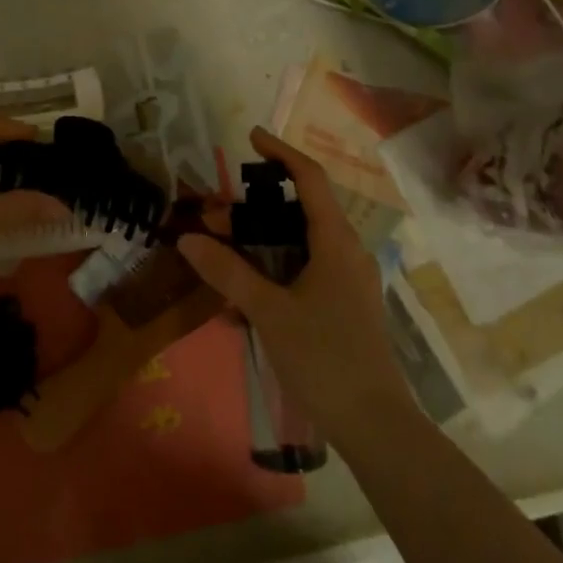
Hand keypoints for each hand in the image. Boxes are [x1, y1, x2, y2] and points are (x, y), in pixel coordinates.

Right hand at [178, 127, 413, 439]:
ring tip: (219, 252)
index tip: (251, 137)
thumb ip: (228, 272)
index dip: (281, 153)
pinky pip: (302, 269)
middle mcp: (345, 251)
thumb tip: (187, 238)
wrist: (374, 425)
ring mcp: (346, 279)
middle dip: (253, 209)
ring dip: (258, 241)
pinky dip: (271, 268)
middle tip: (213, 216)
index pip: (311, 178)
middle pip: (299, 211)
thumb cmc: (325, 358)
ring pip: (298, 242)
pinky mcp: (341, 304)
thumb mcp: (269, 312)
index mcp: (336, 242)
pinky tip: (240, 295)